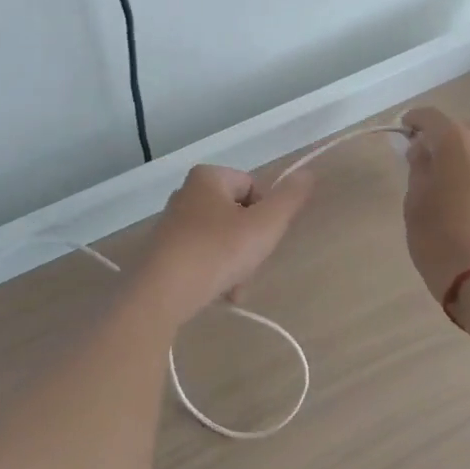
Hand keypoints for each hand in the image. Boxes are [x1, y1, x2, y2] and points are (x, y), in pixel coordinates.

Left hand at [129, 164, 314, 321]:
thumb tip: (308, 174)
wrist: (160, 293)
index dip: (266, 215)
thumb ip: (289, 199)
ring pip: (222, 240)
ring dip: (235, 264)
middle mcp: (187, 193)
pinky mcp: (165, 250)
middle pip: (238, 215)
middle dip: (250, 245)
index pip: (254, 187)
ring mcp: (173, 223)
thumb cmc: (216, 251)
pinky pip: (203, 256)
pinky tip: (219, 294)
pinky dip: (215, 273)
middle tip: (249, 267)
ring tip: (234, 289)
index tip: (263, 240)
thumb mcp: (265, 225)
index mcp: (208, 177)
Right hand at [400, 107, 469, 299]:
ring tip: (446, 186)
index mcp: (458, 143)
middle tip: (422, 163)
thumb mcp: (415, 202)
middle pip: (460, 131)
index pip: (431, 117)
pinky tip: (467, 204)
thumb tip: (424, 151)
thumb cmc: (441, 239)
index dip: (413, 122)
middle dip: (440, 140)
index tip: (402, 133)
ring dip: (461, 160)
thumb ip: (419, 168)